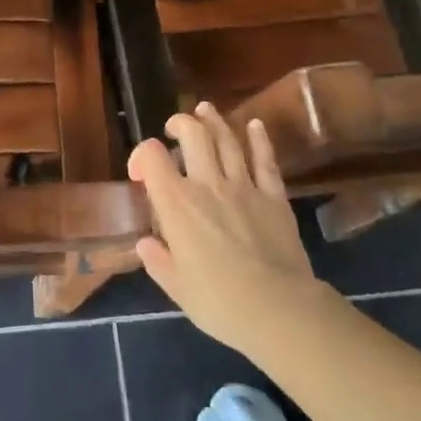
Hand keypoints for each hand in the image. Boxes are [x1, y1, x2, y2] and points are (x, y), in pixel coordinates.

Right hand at [129, 104, 318, 355]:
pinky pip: (265, 159)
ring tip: (205, 110)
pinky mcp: (274, 196)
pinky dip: (258, 139)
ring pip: (226, 138)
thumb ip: (158, 261)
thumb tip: (145, 243)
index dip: (141, 155)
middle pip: (192, 133)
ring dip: (213, 119)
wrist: (279, 309)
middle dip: (180, 123)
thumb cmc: (220, 303)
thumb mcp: (177, 288)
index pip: (151, 156)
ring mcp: (244, 185)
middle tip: (175, 128)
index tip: (141, 173)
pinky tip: (254, 125)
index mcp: (177, 204)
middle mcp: (207, 184)